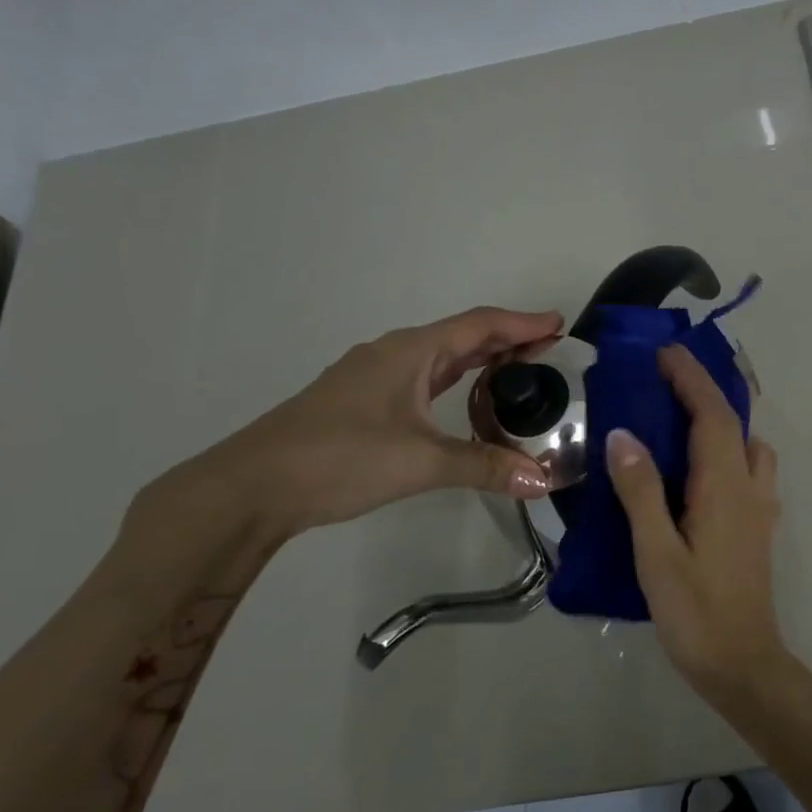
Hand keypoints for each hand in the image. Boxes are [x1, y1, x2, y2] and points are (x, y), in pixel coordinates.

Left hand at [187, 306, 563, 536]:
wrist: (250, 488)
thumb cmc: (339, 458)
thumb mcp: (420, 462)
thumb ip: (485, 466)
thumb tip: (544, 480)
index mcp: (409, 352)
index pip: (479, 325)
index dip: (523, 323)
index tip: (560, 324)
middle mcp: (393, 355)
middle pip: (462, 337)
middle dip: (508, 341)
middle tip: (552, 353)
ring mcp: (374, 378)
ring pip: (441, 359)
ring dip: (481, 362)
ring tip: (520, 374)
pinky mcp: (363, 403)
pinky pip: (424, 380)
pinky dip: (456, 382)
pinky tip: (467, 403)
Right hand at [605, 344, 788, 703]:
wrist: (743, 663)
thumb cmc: (695, 611)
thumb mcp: (656, 553)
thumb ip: (641, 492)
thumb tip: (624, 435)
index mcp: (725, 486)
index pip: (713, 415)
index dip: (691, 379)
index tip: (664, 353)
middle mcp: (750, 487)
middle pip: (734, 422)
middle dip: (705, 390)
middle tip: (667, 375)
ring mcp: (760, 508)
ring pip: (749, 446)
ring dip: (721, 420)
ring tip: (682, 419)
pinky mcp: (758, 527)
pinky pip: (748, 470)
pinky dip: (728, 449)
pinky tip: (698, 470)